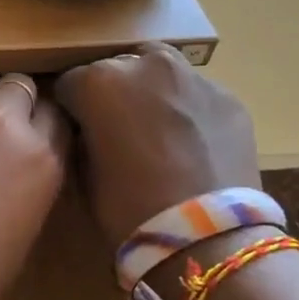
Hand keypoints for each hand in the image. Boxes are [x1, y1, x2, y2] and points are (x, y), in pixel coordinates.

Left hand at [0, 75, 68, 299]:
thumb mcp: (23, 234)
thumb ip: (26, 193)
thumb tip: (15, 186)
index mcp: (40, 157)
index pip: (58, 117)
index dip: (47, 126)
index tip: (40, 141)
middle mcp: (1, 128)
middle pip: (18, 86)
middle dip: (14, 102)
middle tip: (4, 132)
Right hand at [55, 44, 261, 249]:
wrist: (205, 234)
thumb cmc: (129, 208)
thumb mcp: (84, 172)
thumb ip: (81, 137)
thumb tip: (86, 129)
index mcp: (97, 81)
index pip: (69, 83)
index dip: (71, 108)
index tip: (77, 130)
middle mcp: (144, 65)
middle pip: (116, 68)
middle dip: (112, 93)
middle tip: (118, 130)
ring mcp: (192, 76)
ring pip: (160, 71)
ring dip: (151, 91)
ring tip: (156, 130)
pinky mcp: (229, 96)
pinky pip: (195, 95)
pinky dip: (187, 110)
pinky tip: (191, 144)